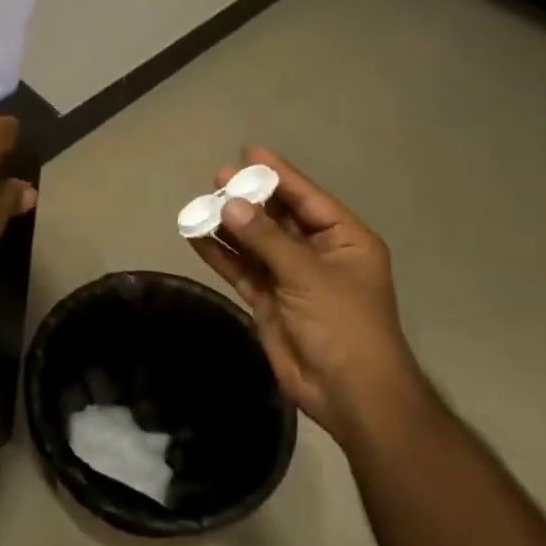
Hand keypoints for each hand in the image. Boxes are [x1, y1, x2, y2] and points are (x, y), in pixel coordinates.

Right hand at [188, 148, 415, 439]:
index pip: (307, 198)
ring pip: (255, 243)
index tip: (248, 152)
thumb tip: (231, 205)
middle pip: (278, 217)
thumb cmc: (343, 325)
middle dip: (249, 199)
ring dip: (230, 226)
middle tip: (217, 178)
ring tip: (200, 204)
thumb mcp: (308, 275)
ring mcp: (291, 278)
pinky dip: (221, 255)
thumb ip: (267, 239)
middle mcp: (317, 253)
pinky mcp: (269, 301)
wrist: (349, 393)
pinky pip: (242, 270)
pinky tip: (196, 238)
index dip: (278, 174)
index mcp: (344, 239)